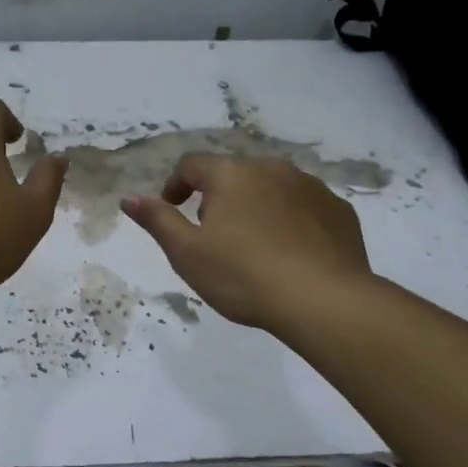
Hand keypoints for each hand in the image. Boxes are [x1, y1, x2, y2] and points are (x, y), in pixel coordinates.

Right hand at [121, 154, 373, 328]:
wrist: (323, 301)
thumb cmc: (243, 276)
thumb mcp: (187, 253)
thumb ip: (157, 220)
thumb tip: (129, 198)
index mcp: (231, 175)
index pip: (193, 165)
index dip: (176, 185)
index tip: (173, 209)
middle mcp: (271, 169)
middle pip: (234, 174)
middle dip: (219, 197)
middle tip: (213, 234)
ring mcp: (310, 187)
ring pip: (272, 188)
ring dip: (257, 205)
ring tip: (254, 244)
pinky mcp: (338, 210)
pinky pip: (304, 206)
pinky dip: (291, 220)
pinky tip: (290, 251)